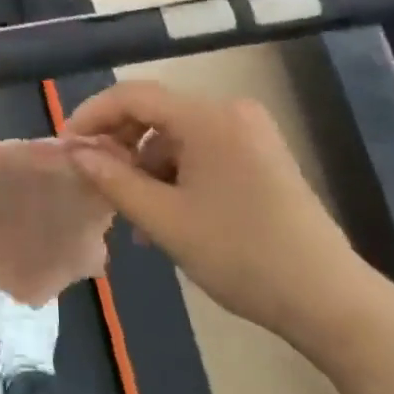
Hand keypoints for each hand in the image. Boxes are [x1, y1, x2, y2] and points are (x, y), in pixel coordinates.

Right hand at [65, 81, 373, 343]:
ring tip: (133, 216)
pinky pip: (201, 150)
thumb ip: (113, 179)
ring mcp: (250, 132)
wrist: (327, 298)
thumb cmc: (240, 255)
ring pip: (176, 135)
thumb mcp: (164, 220)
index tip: (66, 148)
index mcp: (208, 117)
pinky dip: (175, 174)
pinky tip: (166, 214)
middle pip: (156, 112)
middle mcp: (230, 111)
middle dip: (119, 145)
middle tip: (95, 182)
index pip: (133, 95)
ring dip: (146, 166)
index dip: (92, 116)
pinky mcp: (260, 155)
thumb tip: (75, 152)